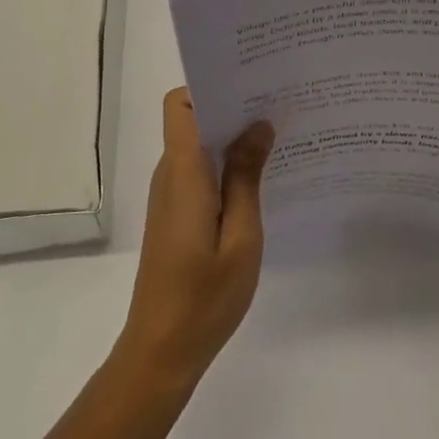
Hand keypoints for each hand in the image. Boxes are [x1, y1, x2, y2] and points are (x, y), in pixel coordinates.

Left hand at [118, 88, 274, 384]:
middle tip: (278, 104)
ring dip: (232, 136)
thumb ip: (247, 176)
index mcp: (183, 171)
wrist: (160, 355)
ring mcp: (171, 194)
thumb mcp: (241, 237)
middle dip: (233, 105)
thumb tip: (258, 124)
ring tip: (277, 135)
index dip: (210, 85)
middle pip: (194, 117)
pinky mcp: (176, 213)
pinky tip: (260, 177)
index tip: (250, 84)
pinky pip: (200, 170)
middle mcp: (171, 173)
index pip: (181, 103)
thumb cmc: (204, 297)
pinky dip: (226, 164)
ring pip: (199, 143)